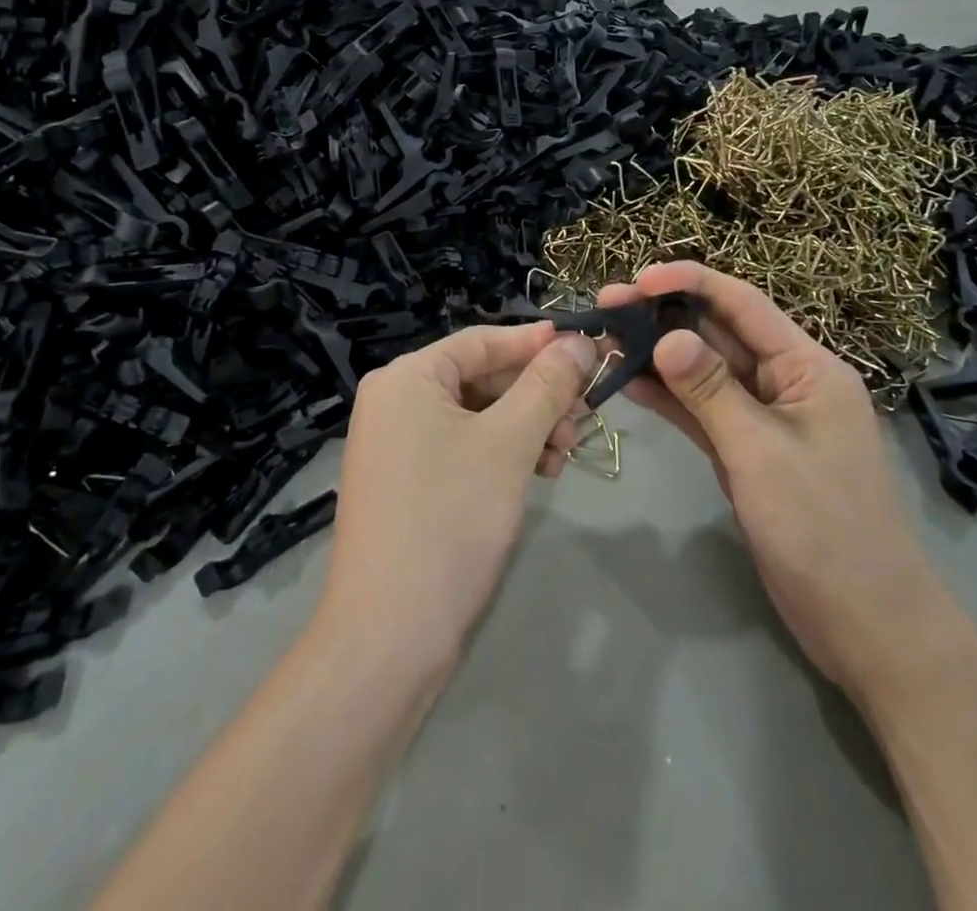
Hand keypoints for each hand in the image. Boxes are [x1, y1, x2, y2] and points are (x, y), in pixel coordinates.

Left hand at [318, 324, 596, 666]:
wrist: (389, 635)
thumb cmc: (450, 518)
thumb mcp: (509, 442)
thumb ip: (547, 385)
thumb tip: (579, 341)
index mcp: (406, 378)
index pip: (482, 340)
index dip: (537, 343)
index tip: (587, 349)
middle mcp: (396, 402)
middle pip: (482, 378)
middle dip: (537, 393)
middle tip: (586, 412)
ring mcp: (399, 446)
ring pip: (479, 416)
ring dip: (528, 426)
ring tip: (567, 450)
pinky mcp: (410, 484)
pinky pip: (466, 448)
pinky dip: (505, 454)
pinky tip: (542, 471)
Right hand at [599, 263, 934, 694]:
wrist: (867, 625)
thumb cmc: (824, 530)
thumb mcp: (761, 453)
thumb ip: (711, 391)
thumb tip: (665, 336)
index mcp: (808, 367)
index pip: (744, 304)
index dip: (690, 283)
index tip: (637, 279)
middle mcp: (786, 381)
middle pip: (720, 334)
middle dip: (664, 317)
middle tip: (605, 307)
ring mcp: (765, 418)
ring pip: (706, 372)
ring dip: (659, 356)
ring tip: (606, 340)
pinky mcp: (747, 450)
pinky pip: (703, 410)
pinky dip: (669, 397)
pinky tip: (629, 382)